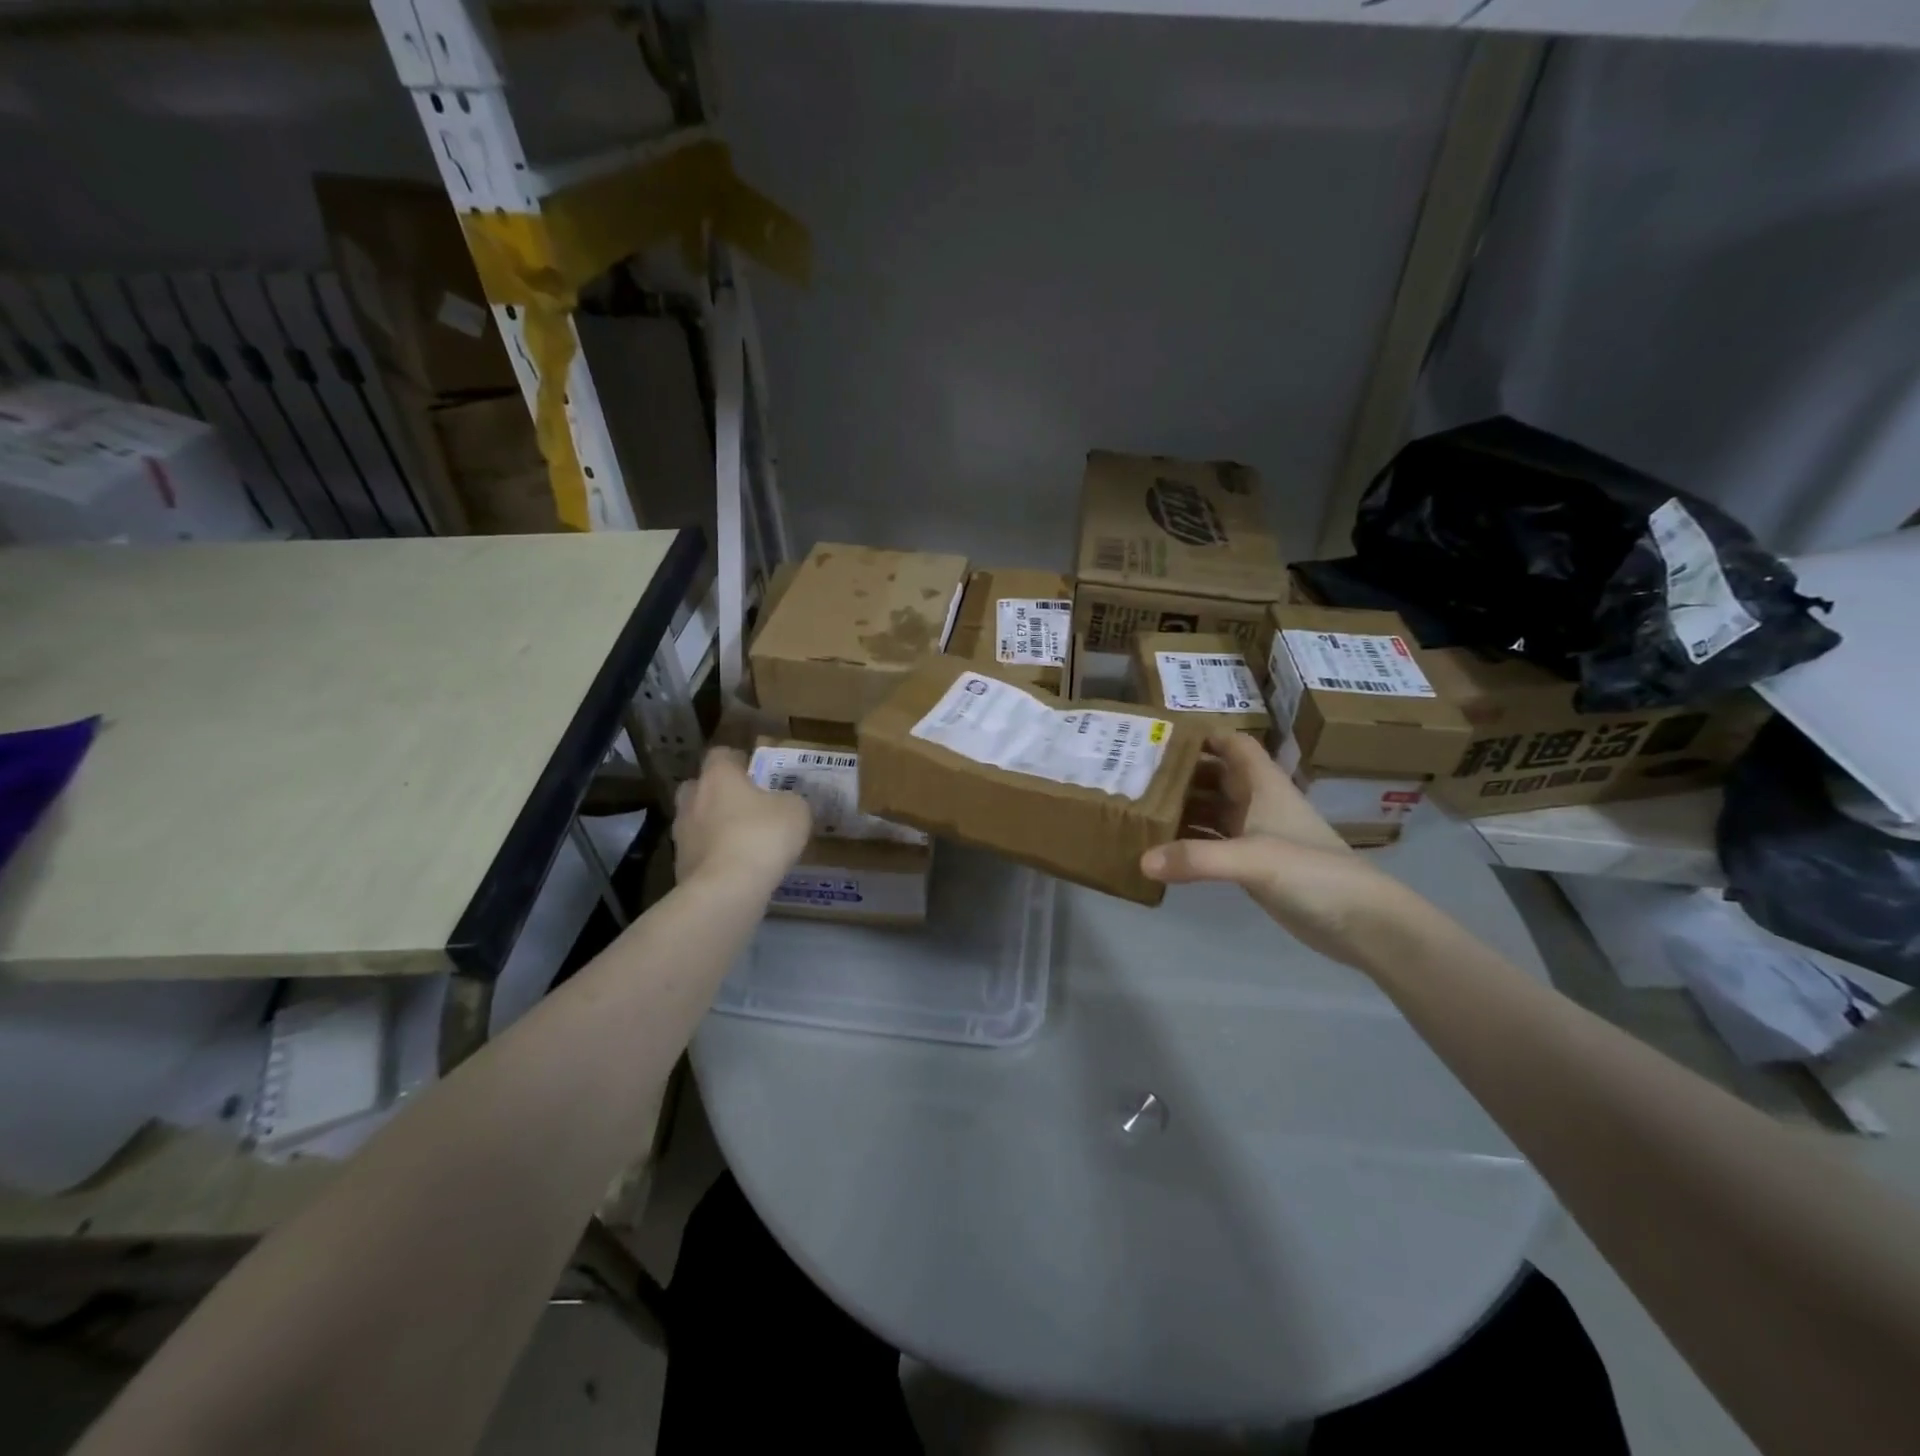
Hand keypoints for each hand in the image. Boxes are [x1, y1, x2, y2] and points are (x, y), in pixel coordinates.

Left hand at [672, 747, 811, 888]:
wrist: (725, 890)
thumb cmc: (762, 837)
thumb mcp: (796, 811)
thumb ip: (789, 800)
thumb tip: (784, 803)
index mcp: (718, 776)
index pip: (721, 754)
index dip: (739, 760)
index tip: (757, 772)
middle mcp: (693, 799)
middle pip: (699, 786)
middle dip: (718, 793)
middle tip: (745, 805)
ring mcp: (681, 834)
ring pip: (696, 821)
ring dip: (714, 827)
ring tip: (742, 841)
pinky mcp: (680, 866)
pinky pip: (699, 852)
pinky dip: (714, 856)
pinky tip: (736, 869)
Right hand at [1141, 734, 1417, 965]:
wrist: (1362, 923)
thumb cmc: (1313, 873)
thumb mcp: (1253, 859)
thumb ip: (1198, 858)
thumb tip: (1142, 860)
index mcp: (1264, 786)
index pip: (1234, 745)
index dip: (1204, 736)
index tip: (1162, 737)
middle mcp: (1258, 805)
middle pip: (1215, 777)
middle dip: (1180, 773)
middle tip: (1134, 774)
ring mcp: (1256, 837)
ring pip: (1212, 811)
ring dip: (1181, 808)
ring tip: (1138, 808)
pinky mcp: (1254, 866)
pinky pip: (1213, 844)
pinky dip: (1188, 844)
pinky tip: (1160, 851)